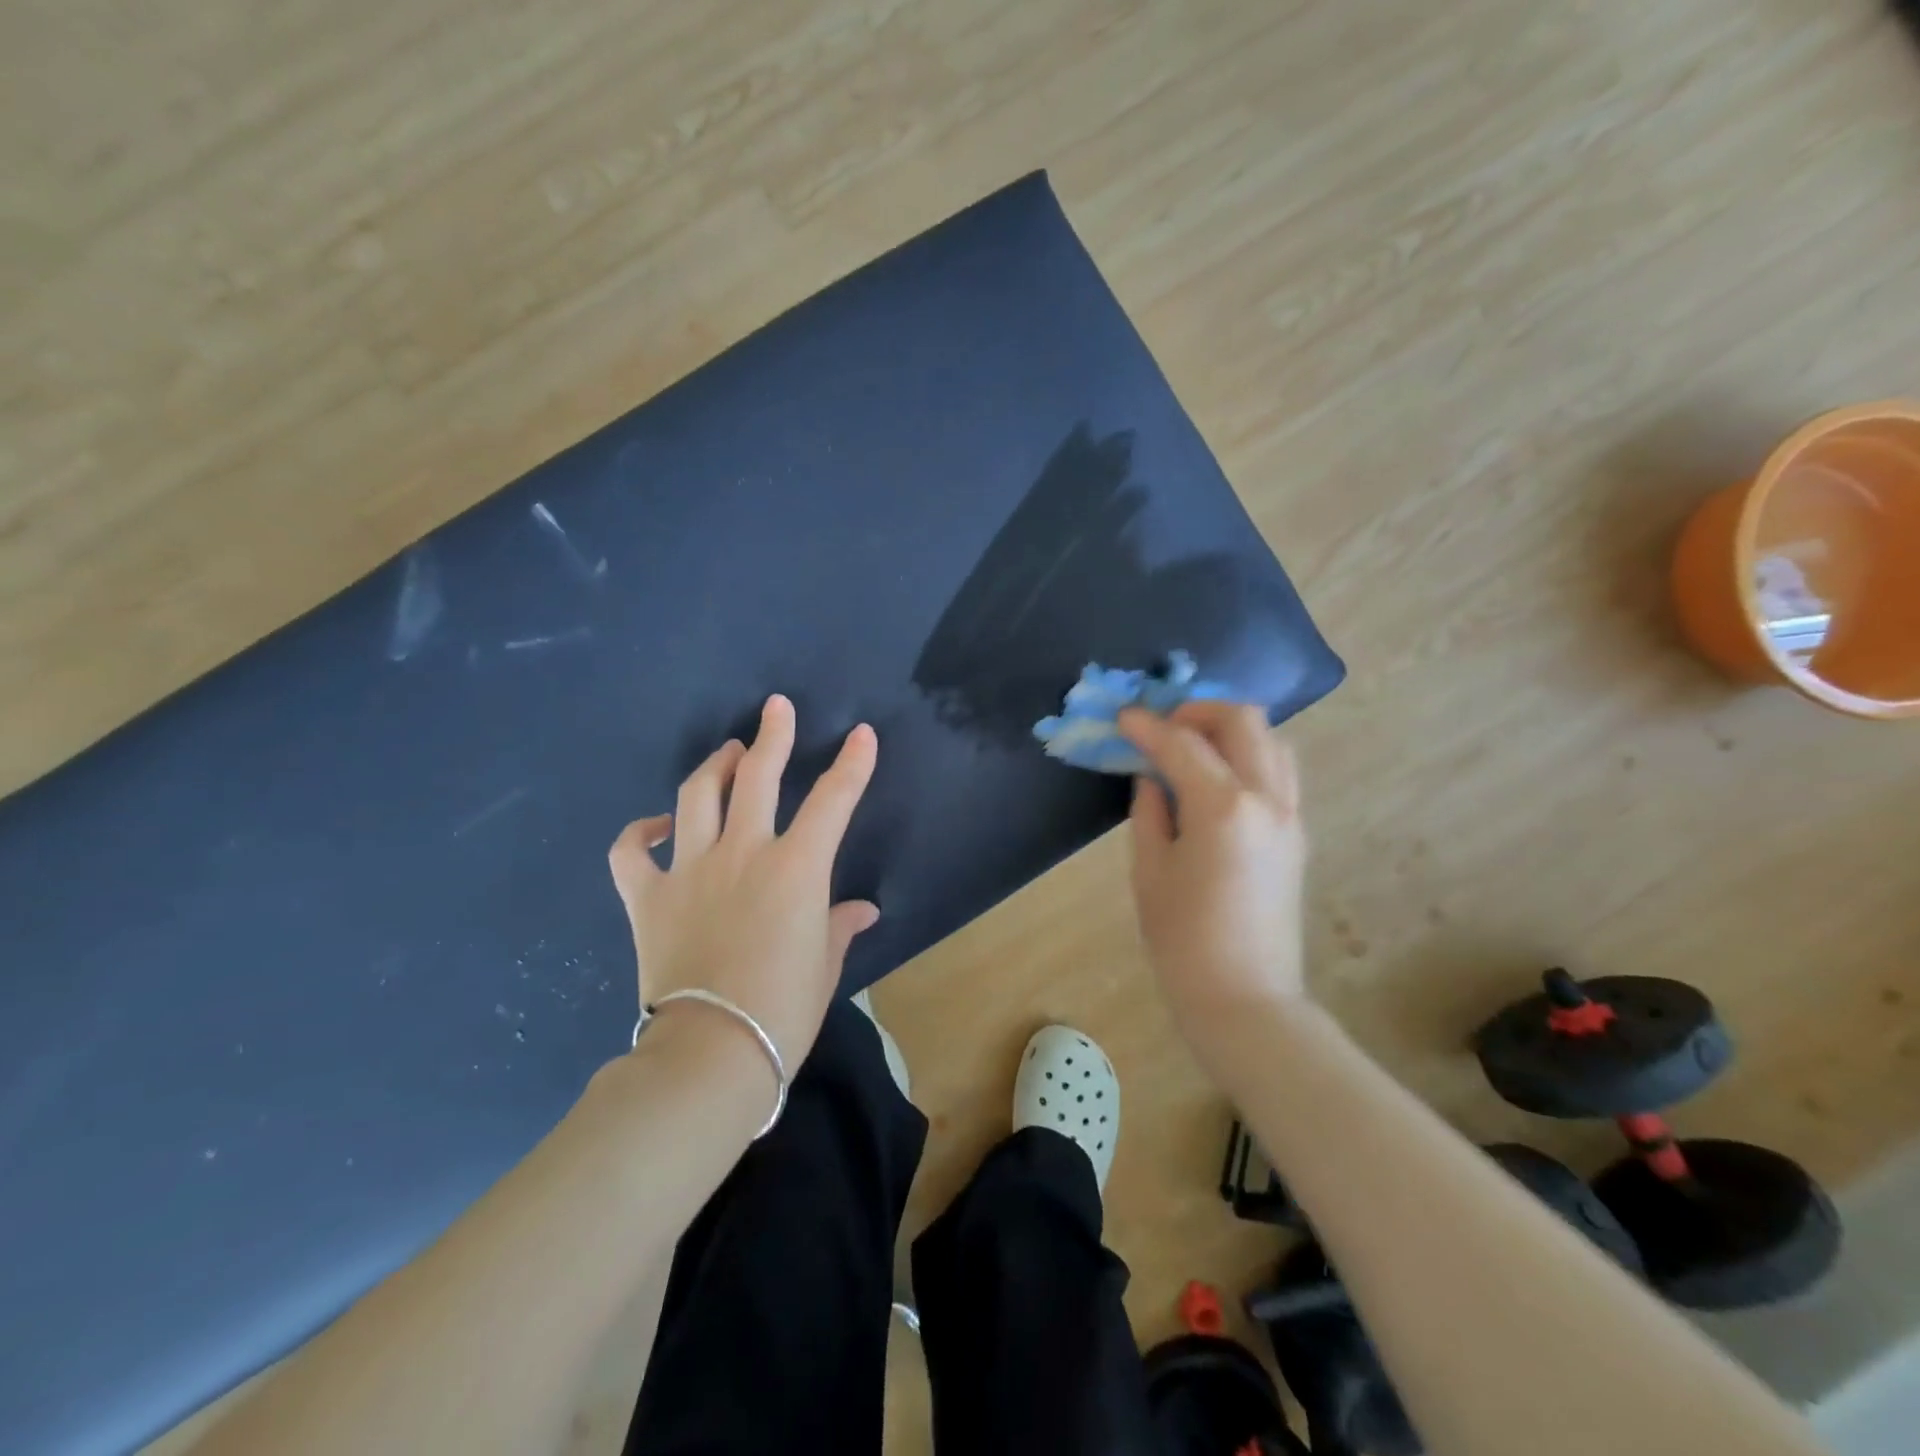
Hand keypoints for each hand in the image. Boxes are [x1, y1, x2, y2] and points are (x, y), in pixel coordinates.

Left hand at [608, 694, 879, 1070]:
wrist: (710, 1054)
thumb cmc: (783, 1011)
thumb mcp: (825, 966)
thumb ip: (840, 926)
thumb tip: (862, 911)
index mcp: (796, 869)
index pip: (833, 800)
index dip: (852, 763)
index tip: (862, 733)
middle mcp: (743, 853)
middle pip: (758, 776)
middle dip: (773, 735)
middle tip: (777, 708)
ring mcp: (689, 869)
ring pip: (698, 795)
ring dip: (716, 766)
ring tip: (728, 752)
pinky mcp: (647, 897)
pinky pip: (631, 851)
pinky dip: (640, 832)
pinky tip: (657, 825)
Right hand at [1118, 701, 1307, 1045]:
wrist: (1246, 999)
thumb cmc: (1183, 941)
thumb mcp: (1150, 872)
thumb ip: (1149, 813)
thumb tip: (1151, 780)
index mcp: (1223, 808)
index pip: (1182, 744)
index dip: (1147, 726)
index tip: (1122, 716)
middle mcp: (1266, 799)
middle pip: (1242, 721)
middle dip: (1198, 710)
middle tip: (1162, 724)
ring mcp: (1290, 815)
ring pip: (1271, 740)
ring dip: (1229, 729)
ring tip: (1192, 744)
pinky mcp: (1296, 834)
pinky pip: (1278, 771)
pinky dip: (1248, 755)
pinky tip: (1216, 776)